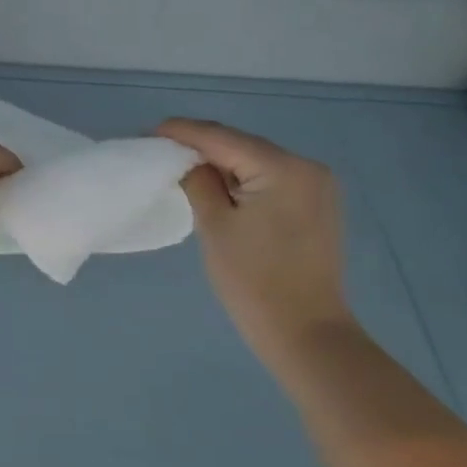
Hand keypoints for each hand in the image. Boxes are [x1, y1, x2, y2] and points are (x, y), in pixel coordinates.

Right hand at [157, 118, 356, 367]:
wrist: (307, 335)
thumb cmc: (254, 282)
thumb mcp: (215, 226)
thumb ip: (198, 182)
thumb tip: (187, 159)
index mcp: (284, 168)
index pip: (223, 138)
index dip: (183, 132)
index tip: (149, 132)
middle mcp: (307, 167)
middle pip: (242, 145)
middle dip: (202, 146)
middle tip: (161, 147)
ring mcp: (317, 186)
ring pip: (256, 161)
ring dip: (222, 162)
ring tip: (182, 163)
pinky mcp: (317, 204)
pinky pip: (271, 178)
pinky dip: (243, 177)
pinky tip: (217, 183)